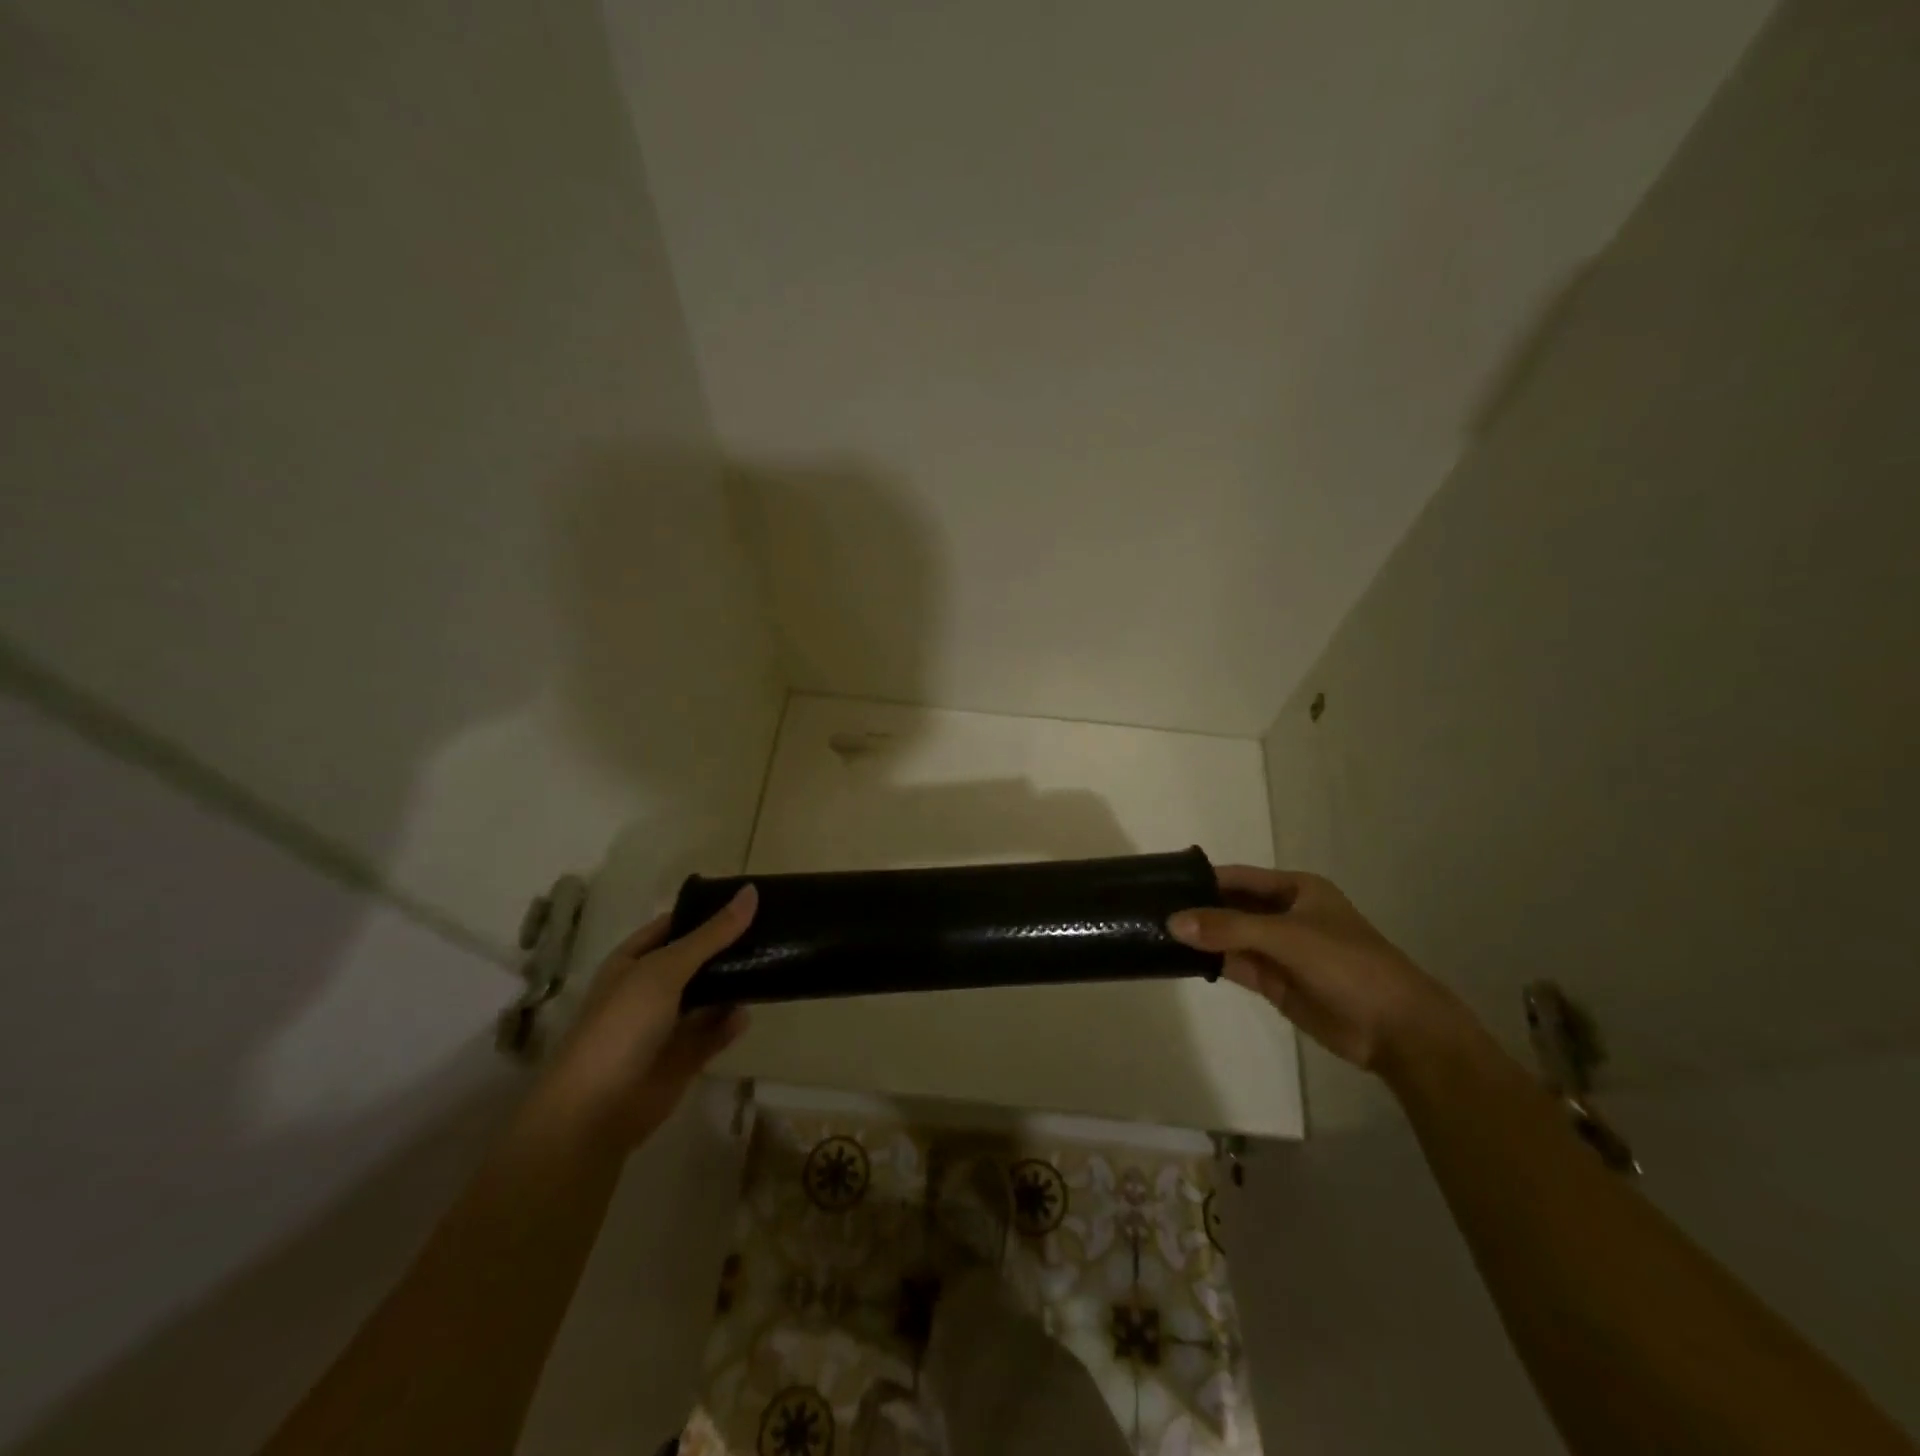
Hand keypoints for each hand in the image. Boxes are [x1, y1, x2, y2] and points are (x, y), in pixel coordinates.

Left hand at [537, 886, 755, 1146]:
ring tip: (772, 963)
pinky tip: (749, 1014)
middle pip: (696, 960)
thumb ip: (711, 934)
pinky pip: (714, 1032)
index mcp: (634, 962)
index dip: (706, 912)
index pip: (674, 926)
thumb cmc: (622, 1024)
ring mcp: (667, 1025)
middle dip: (728, 947)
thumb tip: (751, 891)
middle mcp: (650, 989)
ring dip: (734, 984)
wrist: (597, 1109)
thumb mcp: (666, 969)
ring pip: (708, 996)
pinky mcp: (684, 1057)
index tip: (748, 899)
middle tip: (772, 929)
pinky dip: (730, 1024)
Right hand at [1168, 866, 1470, 1073]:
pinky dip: (1209, 961)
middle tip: (1148, 909)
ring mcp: (1278, 949)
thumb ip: (1228, 928)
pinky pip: (1234, 963)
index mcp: (1295, 889)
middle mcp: (1284, 914)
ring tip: (1154, 931)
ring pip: (1229, 936)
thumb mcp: (1287, 937)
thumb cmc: (1348, 965)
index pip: (1237, 877)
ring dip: (1199, 936)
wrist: (1396, 1029)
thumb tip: (1172, 921)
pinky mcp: (1273, 981)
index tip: (1160, 880)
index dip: (1202, 877)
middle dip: (1196, 908)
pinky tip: (1178, 958)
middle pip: (1230, 906)